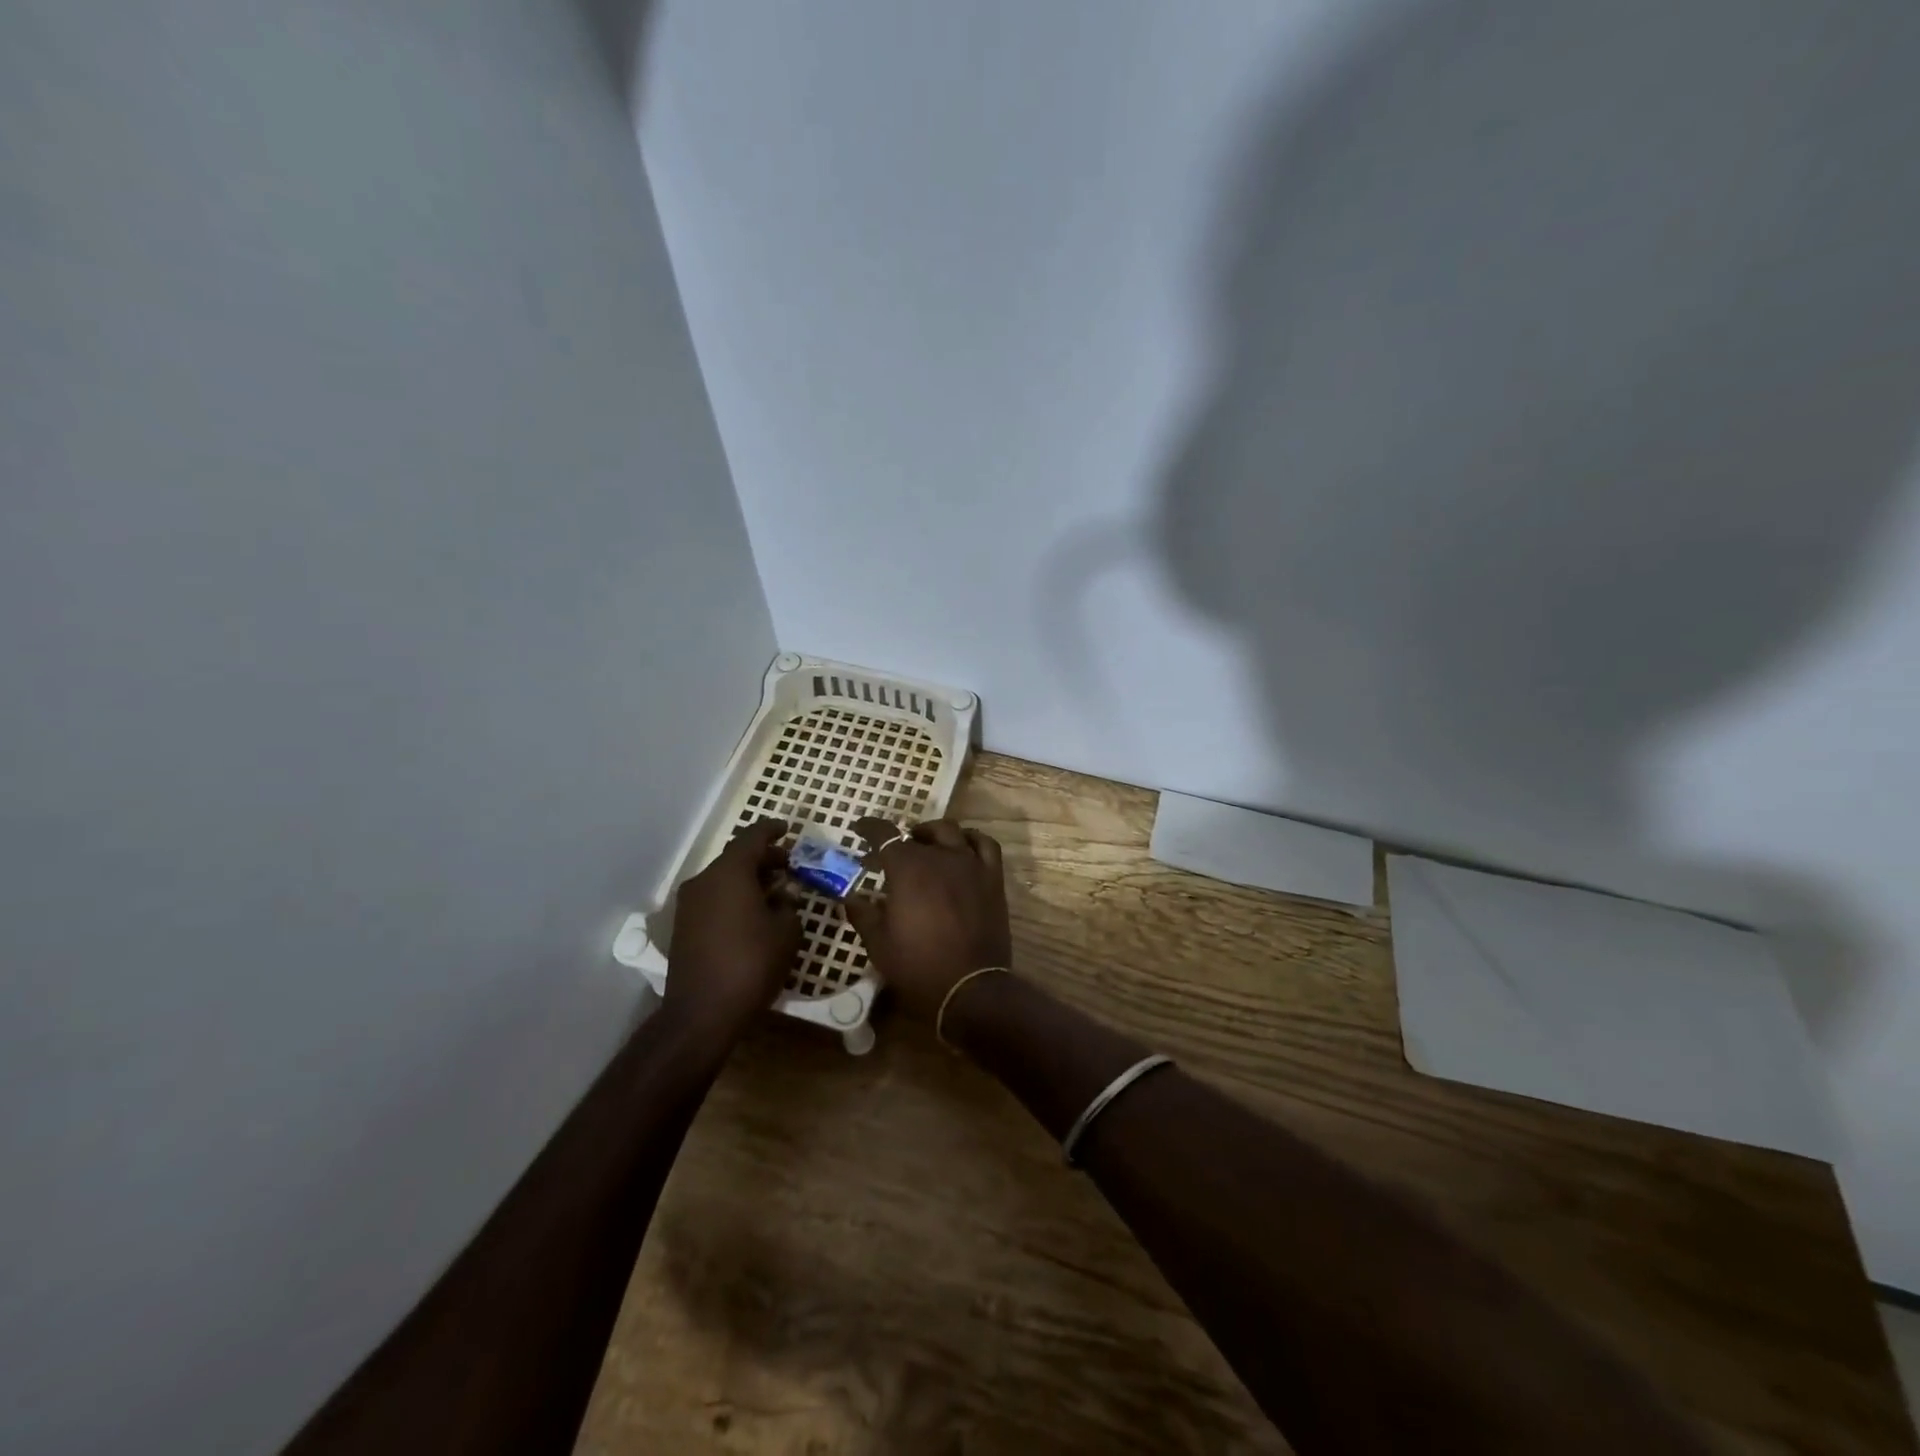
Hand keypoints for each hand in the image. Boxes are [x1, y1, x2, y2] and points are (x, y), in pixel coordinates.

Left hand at [663, 819, 800, 1044]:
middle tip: (789, 865)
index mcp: (730, 872)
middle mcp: (704, 881)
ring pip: (724, 879)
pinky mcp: (683, 927)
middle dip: (764, 858)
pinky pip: (714, 898)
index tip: (787, 829)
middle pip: (736, 858)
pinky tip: (754, 914)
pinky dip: (734, 897)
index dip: (772, 830)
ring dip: (749, 880)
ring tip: (775, 892)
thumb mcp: (787, 931)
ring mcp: (689, 905)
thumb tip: (781, 896)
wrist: (702, 1013)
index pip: (752, 837)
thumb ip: (788, 904)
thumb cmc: (752, 964)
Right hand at [845, 818, 1011, 1021]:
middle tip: (891, 853)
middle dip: (901, 839)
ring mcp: (970, 864)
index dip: (870, 828)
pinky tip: (963, 847)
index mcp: (907, 868)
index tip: (859, 829)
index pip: (884, 835)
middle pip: (918, 834)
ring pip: (952, 832)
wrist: (969, 987)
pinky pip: (985, 845)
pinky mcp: (992, 878)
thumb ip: (862, 913)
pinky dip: (972, 839)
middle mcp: (939, 857)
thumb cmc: (918, 966)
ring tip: (926, 844)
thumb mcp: (878, 944)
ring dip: (934, 833)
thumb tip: (850, 896)